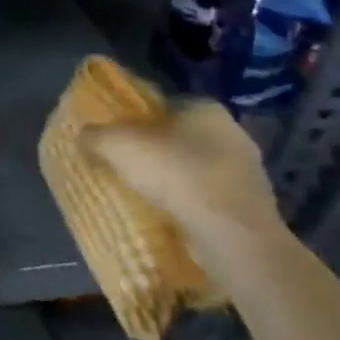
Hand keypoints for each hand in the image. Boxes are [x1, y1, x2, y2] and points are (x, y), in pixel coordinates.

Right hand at [81, 100, 284, 263]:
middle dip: (158, 149)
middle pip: (182, 136)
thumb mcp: (116, 145)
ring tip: (148, 194)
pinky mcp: (254, 207)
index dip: (139, 119)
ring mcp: (250, 172)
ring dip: (177, 179)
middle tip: (129, 165)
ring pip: (199, 168)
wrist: (232, 235)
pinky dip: (193, 204)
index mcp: (205, 107)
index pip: (165, 104)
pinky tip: (173, 216)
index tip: (120, 137)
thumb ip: (94, 135)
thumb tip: (84, 137)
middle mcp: (233, 132)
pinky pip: (212, 198)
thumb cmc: (175, 173)